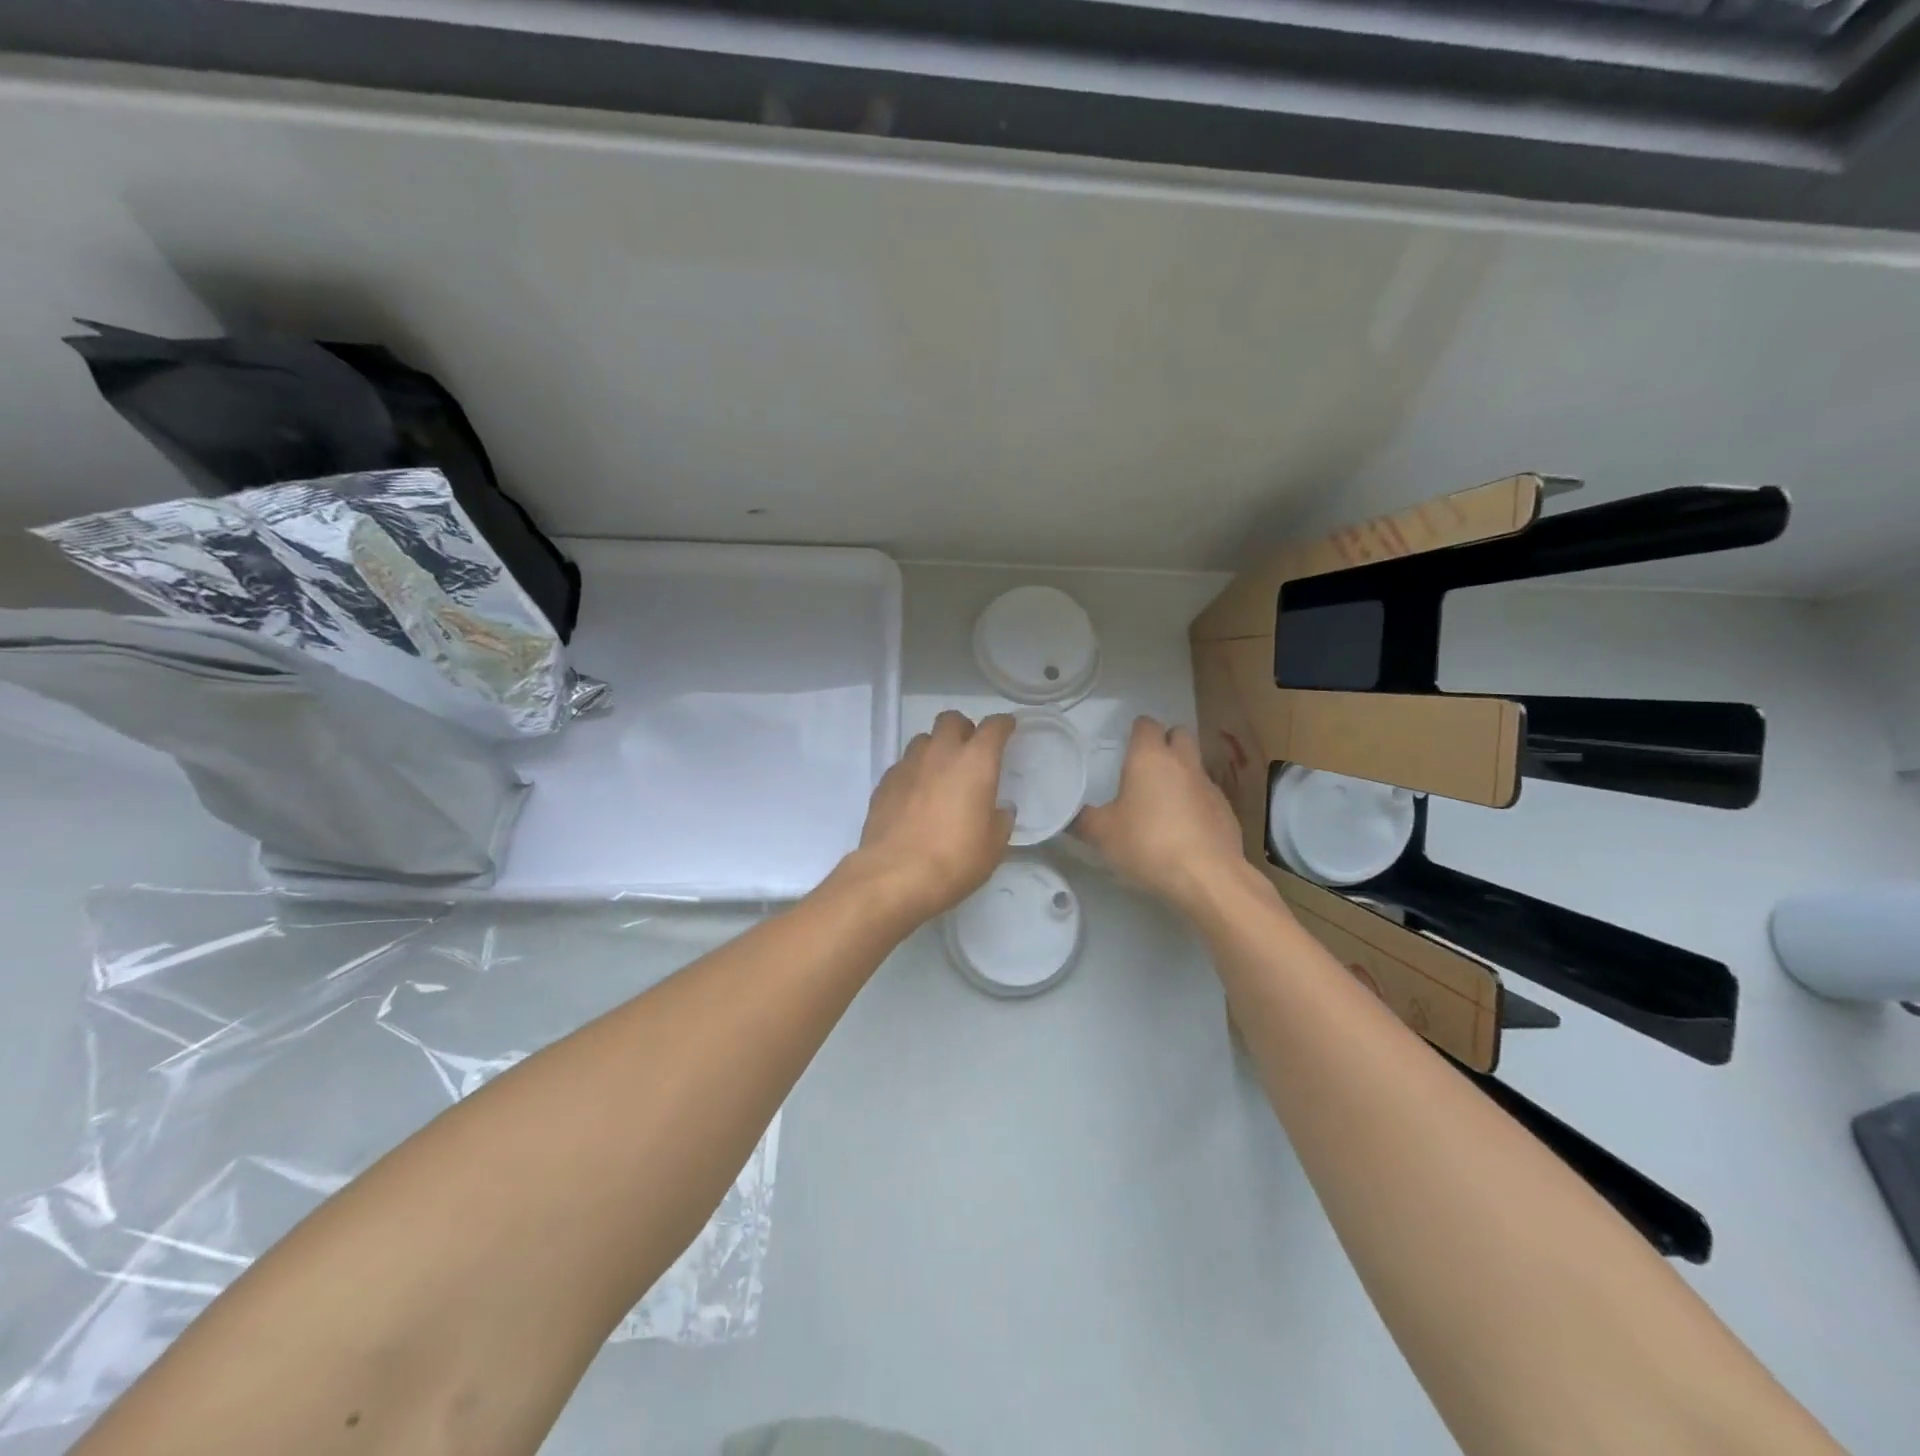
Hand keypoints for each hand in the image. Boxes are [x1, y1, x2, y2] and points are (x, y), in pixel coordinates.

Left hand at [847, 710, 1015, 923]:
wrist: (894, 876)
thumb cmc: (954, 860)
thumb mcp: (993, 847)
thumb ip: (1000, 821)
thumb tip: (1000, 809)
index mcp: (975, 762)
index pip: (993, 727)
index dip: (1003, 724)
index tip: (1008, 728)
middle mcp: (940, 753)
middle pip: (951, 719)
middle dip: (963, 729)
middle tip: (970, 751)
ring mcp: (908, 765)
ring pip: (923, 739)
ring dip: (936, 748)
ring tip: (941, 773)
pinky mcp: (884, 782)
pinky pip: (904, 764)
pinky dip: (914, 772)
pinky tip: (916, 795)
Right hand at [1073, 716, 1248, 914]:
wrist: (1207, 876)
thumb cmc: (1147, 843)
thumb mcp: (1101, 834)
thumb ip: (1082, 819)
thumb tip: (1069, 815)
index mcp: (1150, 757)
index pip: (1146, 724)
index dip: (1136, 731)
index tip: (1125, 746)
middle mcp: (1183, 763)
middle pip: (1179, 735)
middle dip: (1165, 742)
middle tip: (1145, 767)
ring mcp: (1209, 786)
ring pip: (1194, 766)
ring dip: (1181, 775)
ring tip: (1162, 803)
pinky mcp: (1226, 812)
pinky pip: (1206, 797)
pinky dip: (1194, 804)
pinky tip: (1183, 830)